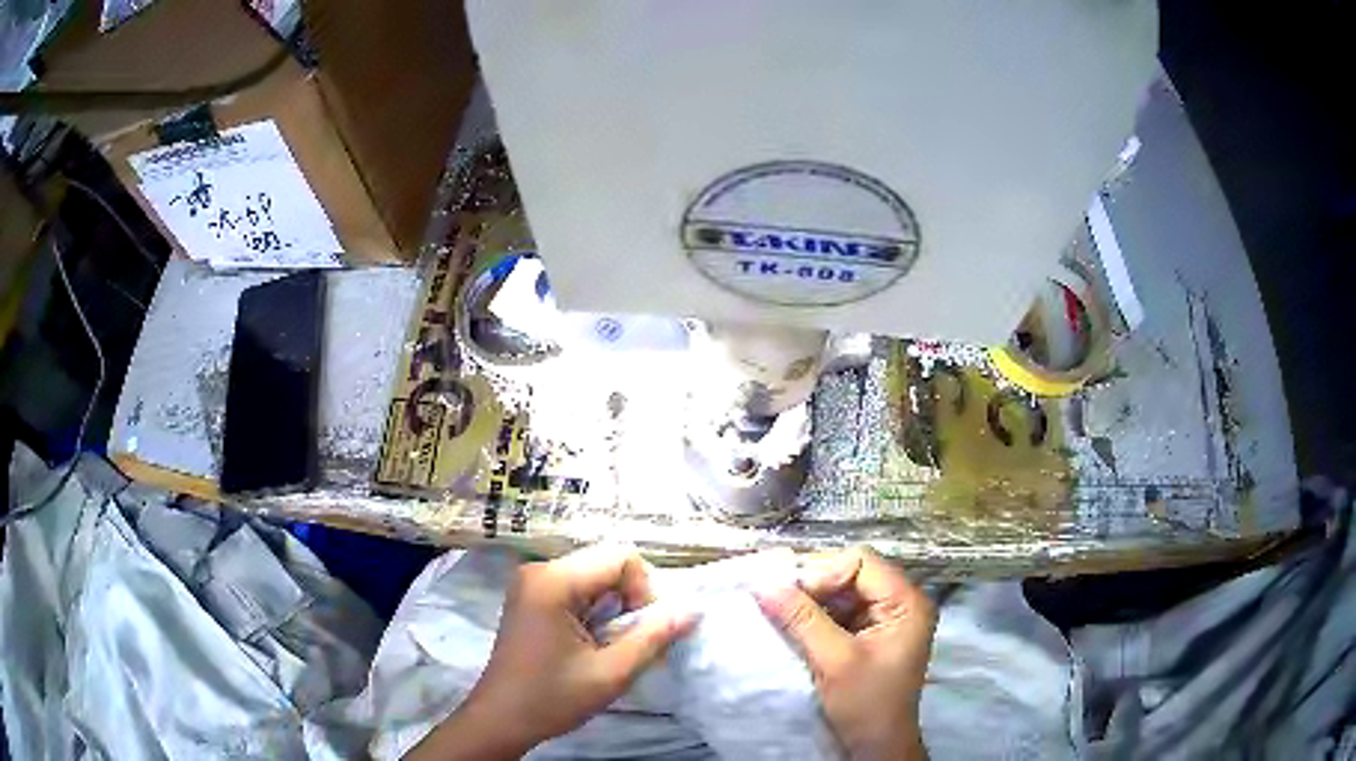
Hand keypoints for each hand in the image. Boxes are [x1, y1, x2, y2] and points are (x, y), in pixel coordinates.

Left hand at [409, 544, 696, 759]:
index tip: (641, 629)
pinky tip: (590, 641)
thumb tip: (692, 609)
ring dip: (614, 606)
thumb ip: (654, 637)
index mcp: (554, 581)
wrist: (501, 718)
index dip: (644, 589)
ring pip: (595, 576)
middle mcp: (540, 570)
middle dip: (630, 598)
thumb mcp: (612, 673)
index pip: (621, 558)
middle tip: (629, 640)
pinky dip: (595, 610)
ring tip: (610, 645)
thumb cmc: (553, 698)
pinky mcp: (530, 596)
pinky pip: (577, 587)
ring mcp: (531, 581)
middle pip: (607, 563)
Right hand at [755, 547, 936, 760]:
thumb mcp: (834, 660)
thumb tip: (762, 583)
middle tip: (778, 602)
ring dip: (811, 601)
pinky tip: (794, 627)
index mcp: (906, 602)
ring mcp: (885, 619)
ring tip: (781, 613)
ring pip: (842, 591)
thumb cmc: (865, 704)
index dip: (823, 572)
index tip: (789, 595)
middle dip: (814, 586)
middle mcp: (900, 602)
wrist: (875, 747)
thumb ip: (801, 619)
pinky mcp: (870, 635)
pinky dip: (815, 616)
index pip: (861, 561)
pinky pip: (839, 611)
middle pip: (851, 572)